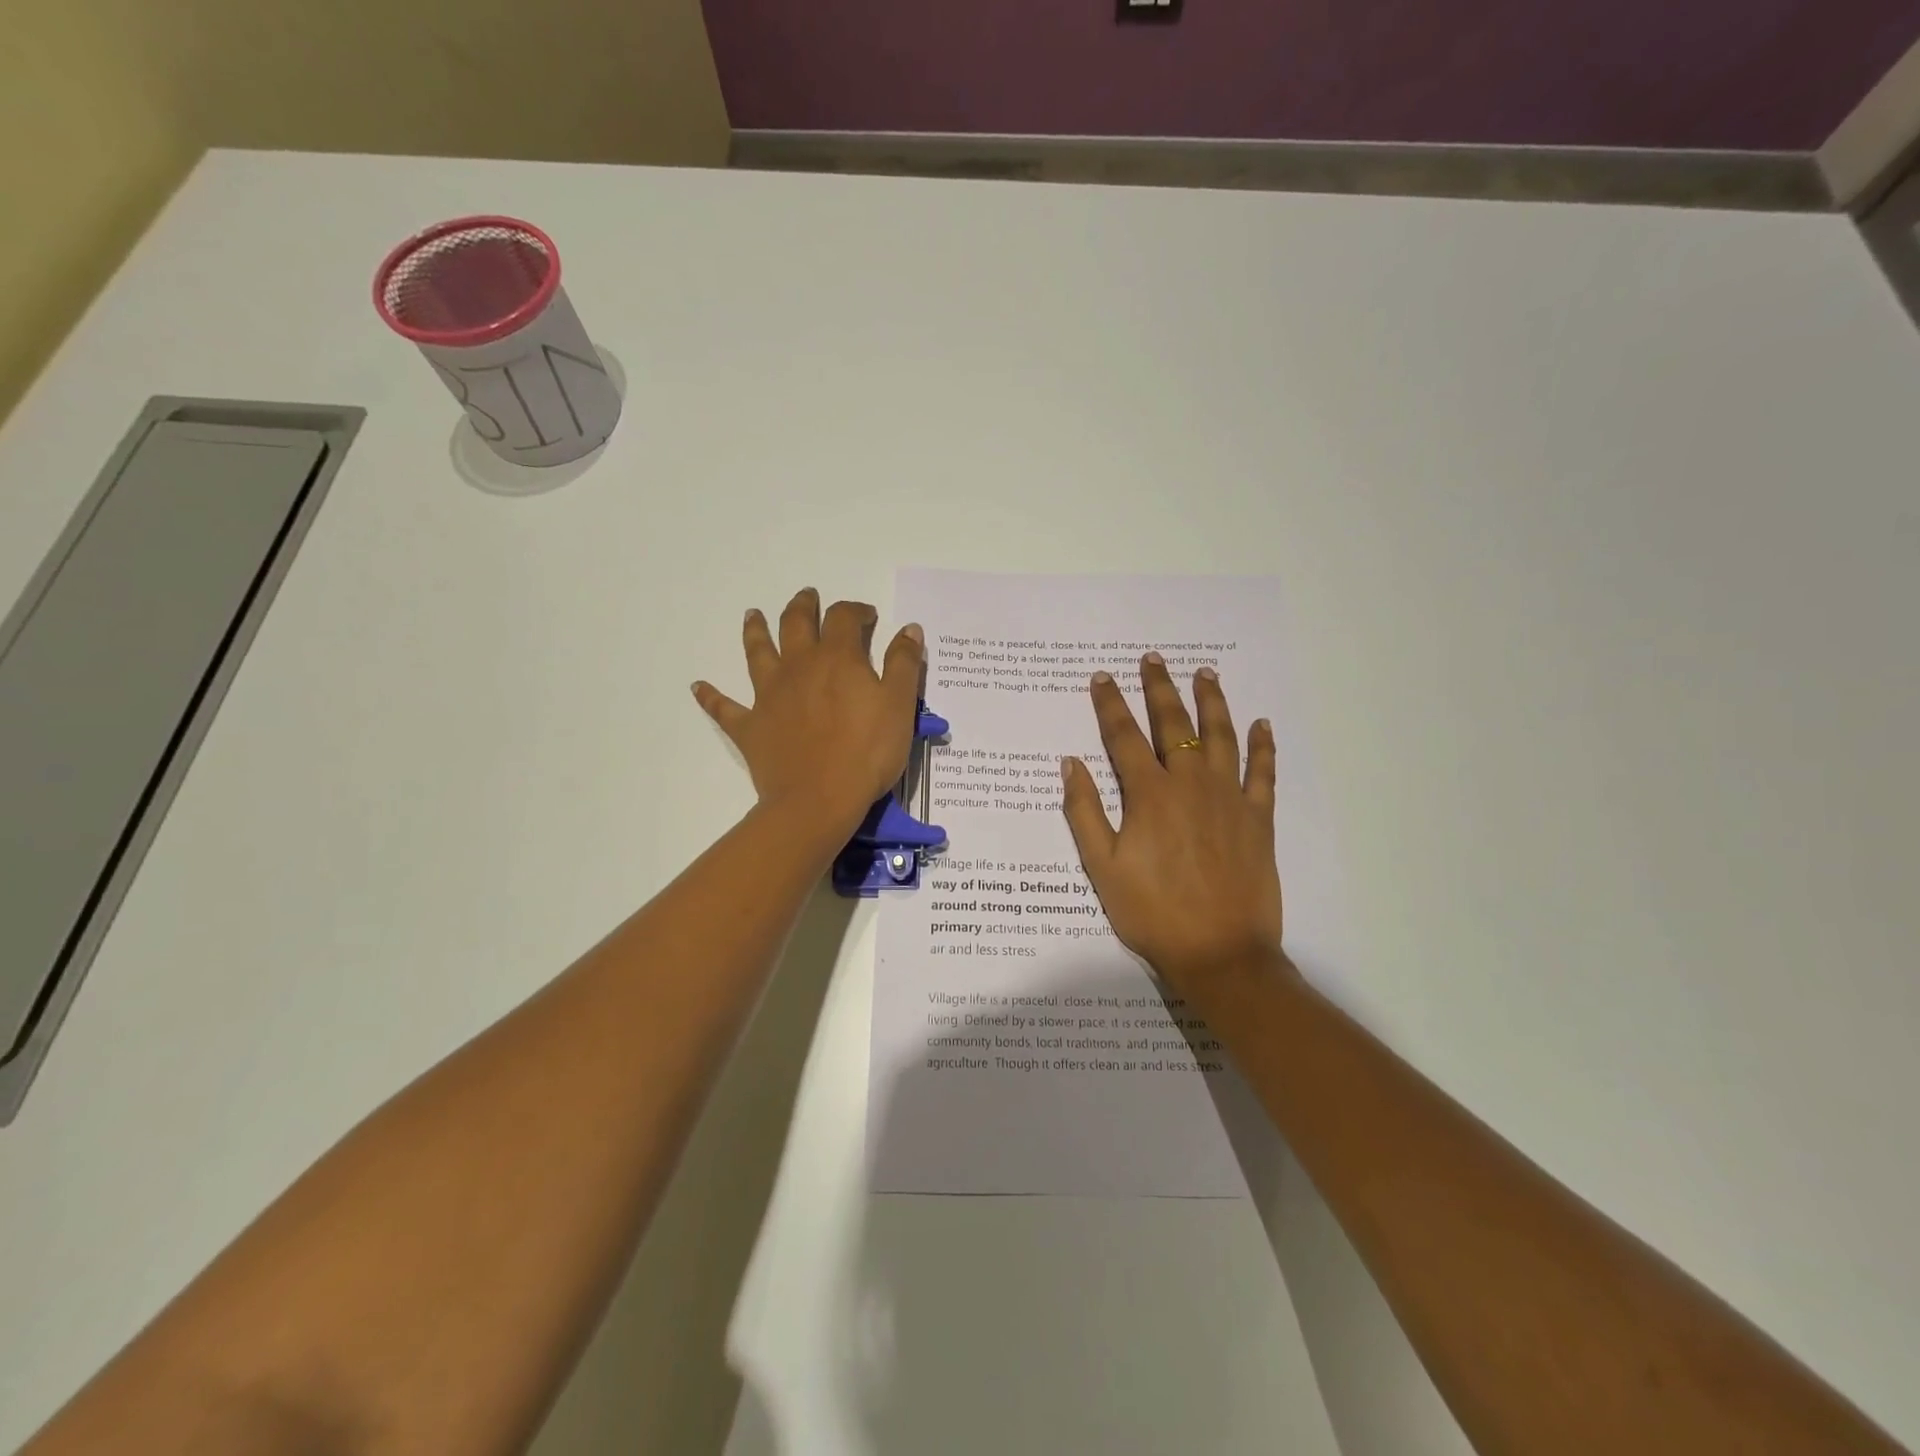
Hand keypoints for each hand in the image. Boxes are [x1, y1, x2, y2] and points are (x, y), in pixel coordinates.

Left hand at [693, 588, 924, 840]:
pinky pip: (724, 708)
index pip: (844, 618)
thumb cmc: (866, 753)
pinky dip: (711, 696)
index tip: (868, 616)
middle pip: (796, 623)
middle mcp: (798, 667)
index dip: (856, 611)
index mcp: (837, 658)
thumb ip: (904, 663)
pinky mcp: (750, 727)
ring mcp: (768, 695)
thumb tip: (908, 628)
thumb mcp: (900, 706)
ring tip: (752, 615)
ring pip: (758, 652)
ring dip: (754, 631)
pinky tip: (698, 686)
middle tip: (807, 597)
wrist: (818, 800)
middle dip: (804, 606)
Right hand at [1061, 654, 1284, 995]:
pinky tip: (1261, 724)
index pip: (1123, 737)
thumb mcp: (1103, 868)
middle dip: (1160, 688)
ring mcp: (1228, 798)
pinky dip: (1262, 746)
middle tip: (1153, 659)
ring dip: (1211, 701)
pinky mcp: (1257, 818)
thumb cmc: (1152, 913)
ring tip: (1204, 673)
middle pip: (1173, 724)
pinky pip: (1262, 772)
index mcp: (1149, 796)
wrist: (1220, 953)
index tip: (1101, 678)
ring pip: (1220, 736)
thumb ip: (1085, 813)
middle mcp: (1189, 785)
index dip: (1110, 705)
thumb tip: (1070, 764)